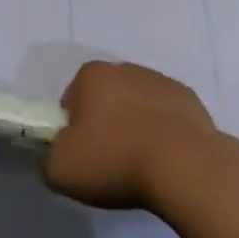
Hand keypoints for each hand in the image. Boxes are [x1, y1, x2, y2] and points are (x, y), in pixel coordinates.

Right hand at [43, 60, 228, 211]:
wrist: (183, 166)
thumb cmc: (115, 160)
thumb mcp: (60, 169)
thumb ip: (49, 156)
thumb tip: (59, 152)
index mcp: (92, 75)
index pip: (71, 101)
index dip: (73, 131)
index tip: (84, 157)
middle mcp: (125, 68)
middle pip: (106, 99)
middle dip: (105, 125)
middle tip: (110, 164)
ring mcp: (160, 81)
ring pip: (138, 106)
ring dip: (135, 128)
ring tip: (142, 166)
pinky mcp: (189, 100)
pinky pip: (167, 117)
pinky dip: (164, 134)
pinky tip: (166, 161)